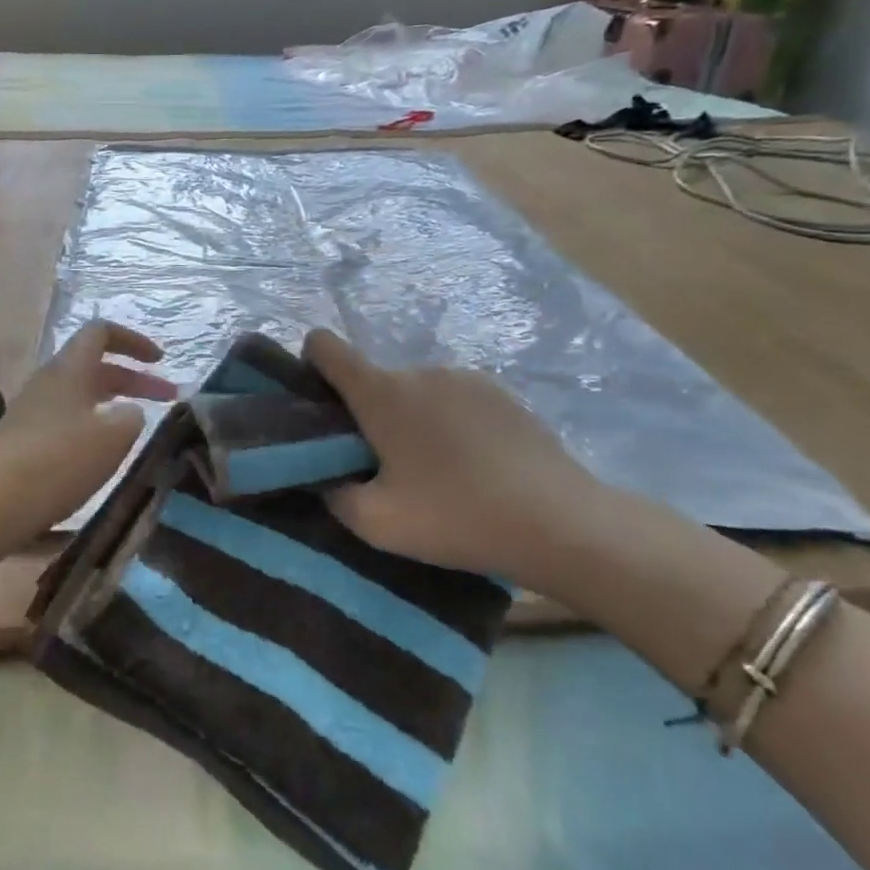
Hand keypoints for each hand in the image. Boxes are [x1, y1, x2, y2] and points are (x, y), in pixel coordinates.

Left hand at [0, 321, 176, 558]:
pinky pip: (67, 419)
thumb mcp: (113, 436)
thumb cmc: (59, 460)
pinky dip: (93, 425)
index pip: (101, 332)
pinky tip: (104, 452)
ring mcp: (33, 410)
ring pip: (82, 394)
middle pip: (95, 366)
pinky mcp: (24, 439)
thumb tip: (128, 412)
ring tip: (138, 426)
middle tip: (168, 398)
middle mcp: (49, 381)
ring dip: (114, 403)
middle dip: (134, 379)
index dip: (134, 341)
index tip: (160, 361)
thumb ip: (132, 416)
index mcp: (70, 368)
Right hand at [303, 330, 616, 594]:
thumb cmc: (455, 517)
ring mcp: (466, 377)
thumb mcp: (376, 523)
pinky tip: (475, 466)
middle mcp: (420, 371)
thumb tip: (327, 478)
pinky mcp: (503, 393)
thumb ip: (334, 494)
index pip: (325, 346)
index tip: (318, 403)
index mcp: (382, 392)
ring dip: (412, 418)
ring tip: (437, 471)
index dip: (310, 364)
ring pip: (417, 391)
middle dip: (368, 413)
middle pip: (375, 380)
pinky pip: (455, 399)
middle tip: (385, 467)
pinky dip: (450, 422)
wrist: (559, 522)